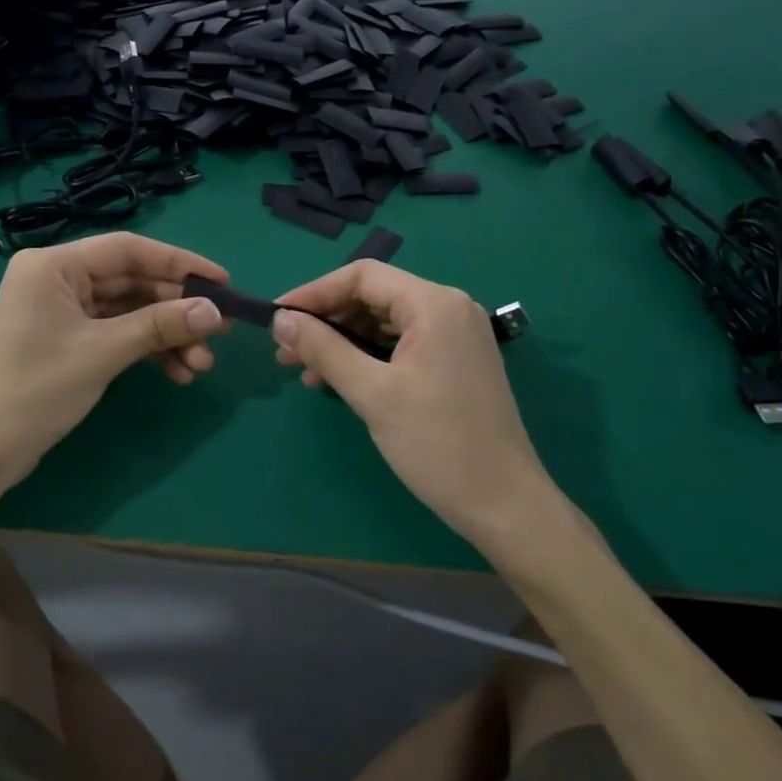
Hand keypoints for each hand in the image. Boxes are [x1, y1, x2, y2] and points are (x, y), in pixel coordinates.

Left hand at [0, 233, 229, 486]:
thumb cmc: (36, 389)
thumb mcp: (103, 352)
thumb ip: (160, 325)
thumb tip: (215, 312)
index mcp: (54, 265)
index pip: (128, 250)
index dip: (179, 263)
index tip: (221, 281)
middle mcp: (57, 279)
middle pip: (131, 282)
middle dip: (176, 309)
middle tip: (221, 330)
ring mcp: (62, 311)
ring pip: (128, 312)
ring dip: (166, 335)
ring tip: (202, 364)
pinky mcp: (67, 340)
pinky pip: (116, 333)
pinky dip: (146, 350)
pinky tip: (177, 372)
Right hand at [271, 261, 549, 538]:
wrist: (504, 504)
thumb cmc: (436, 443)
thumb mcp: (371, 393)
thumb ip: (323, 349)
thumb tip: (279, 320)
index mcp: (434, 304)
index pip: (362, 276)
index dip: (313, 292)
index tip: (277, 318)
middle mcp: (448, 308)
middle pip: (373, 296)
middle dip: (325, 320)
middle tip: (285, 351)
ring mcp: (456, 335)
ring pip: (384, 322)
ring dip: (342, 340)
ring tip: (304, 371)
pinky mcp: (456, 361)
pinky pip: (401, 344)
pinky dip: (367, 356)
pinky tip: (338, 380)